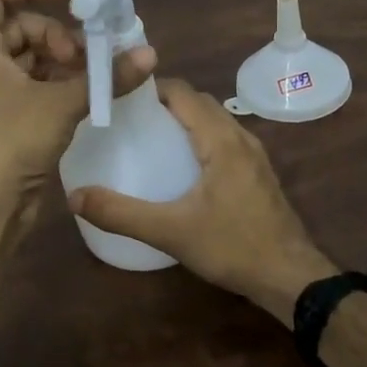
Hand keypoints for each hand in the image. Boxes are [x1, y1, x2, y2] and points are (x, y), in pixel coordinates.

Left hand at [0, 0, 155, 205]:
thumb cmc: (12, 141)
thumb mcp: (62, 103)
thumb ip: (106, 76)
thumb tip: (150, 54)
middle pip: (22, 28)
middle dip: (58, 35)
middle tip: (87, 57)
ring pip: (33, 58)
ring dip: (66, 61)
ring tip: (96, 76)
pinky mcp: (10, 116)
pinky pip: (37, 84)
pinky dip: (62, 83)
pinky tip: (90, 94)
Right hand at [67, 78, 335, 324]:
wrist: (291, 278)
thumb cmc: (232, 246)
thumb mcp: (170, 231)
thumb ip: (121, 213)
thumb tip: (75, 196)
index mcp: (221, 139)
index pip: (183, 92)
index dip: (150, 87)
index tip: (119, 96)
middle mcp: (240, 137)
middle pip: (199, 102)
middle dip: (164, 102)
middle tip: (128, 118)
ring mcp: (254, 155)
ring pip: (215, 120)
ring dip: (185, 119)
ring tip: (150, 137)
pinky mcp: (258, 174)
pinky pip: (225, 139)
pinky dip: (200, 137)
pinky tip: (182, 166)